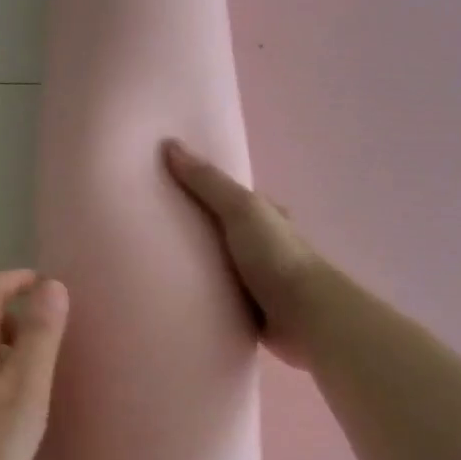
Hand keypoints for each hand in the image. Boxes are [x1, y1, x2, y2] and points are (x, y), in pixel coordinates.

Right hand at [164, 139, 325, 368]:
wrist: (304, 316)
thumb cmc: (275, 256)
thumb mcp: (240, 209)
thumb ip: (207, 182)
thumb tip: (170, 144)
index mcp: (268, 217)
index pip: (234, 199)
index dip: (206, 193)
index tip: (171, 192)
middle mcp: (265, 247)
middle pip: (226, 234)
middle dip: (200, 233)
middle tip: (156, 233)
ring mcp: (260, 282)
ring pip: (223, 269)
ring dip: (200, 269)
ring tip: (158, 267)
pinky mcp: (252, 313)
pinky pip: (221, 301)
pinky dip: (205, 299)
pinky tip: (179, 299)